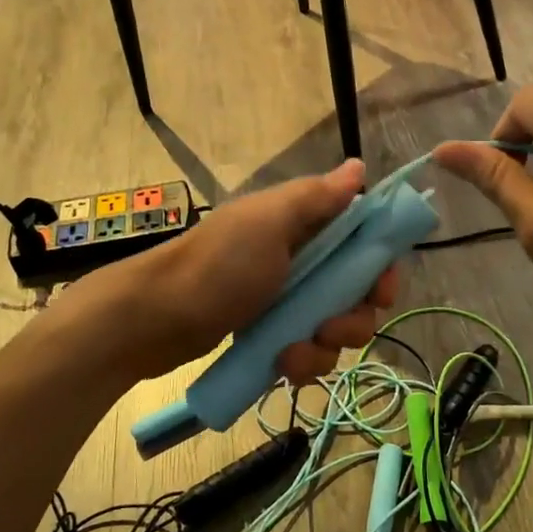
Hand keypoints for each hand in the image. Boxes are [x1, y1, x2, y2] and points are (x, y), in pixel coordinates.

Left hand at [66, 160, 398, 385]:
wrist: (152, 319)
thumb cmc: (216, 266)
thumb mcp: (268, 223)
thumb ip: (316, 198)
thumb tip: (359, 165)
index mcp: (302, 225)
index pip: (363, 241)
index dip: (379, 267)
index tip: (381, 292)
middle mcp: (299, 260)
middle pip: (356, 292)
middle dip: (353, 317)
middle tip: (331, 328)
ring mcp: (284, 300)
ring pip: (334, 328)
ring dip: (324, 347)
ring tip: (293, 353)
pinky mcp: (270, 334)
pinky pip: (307, 352)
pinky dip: (302, 362)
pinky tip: (282, 366)